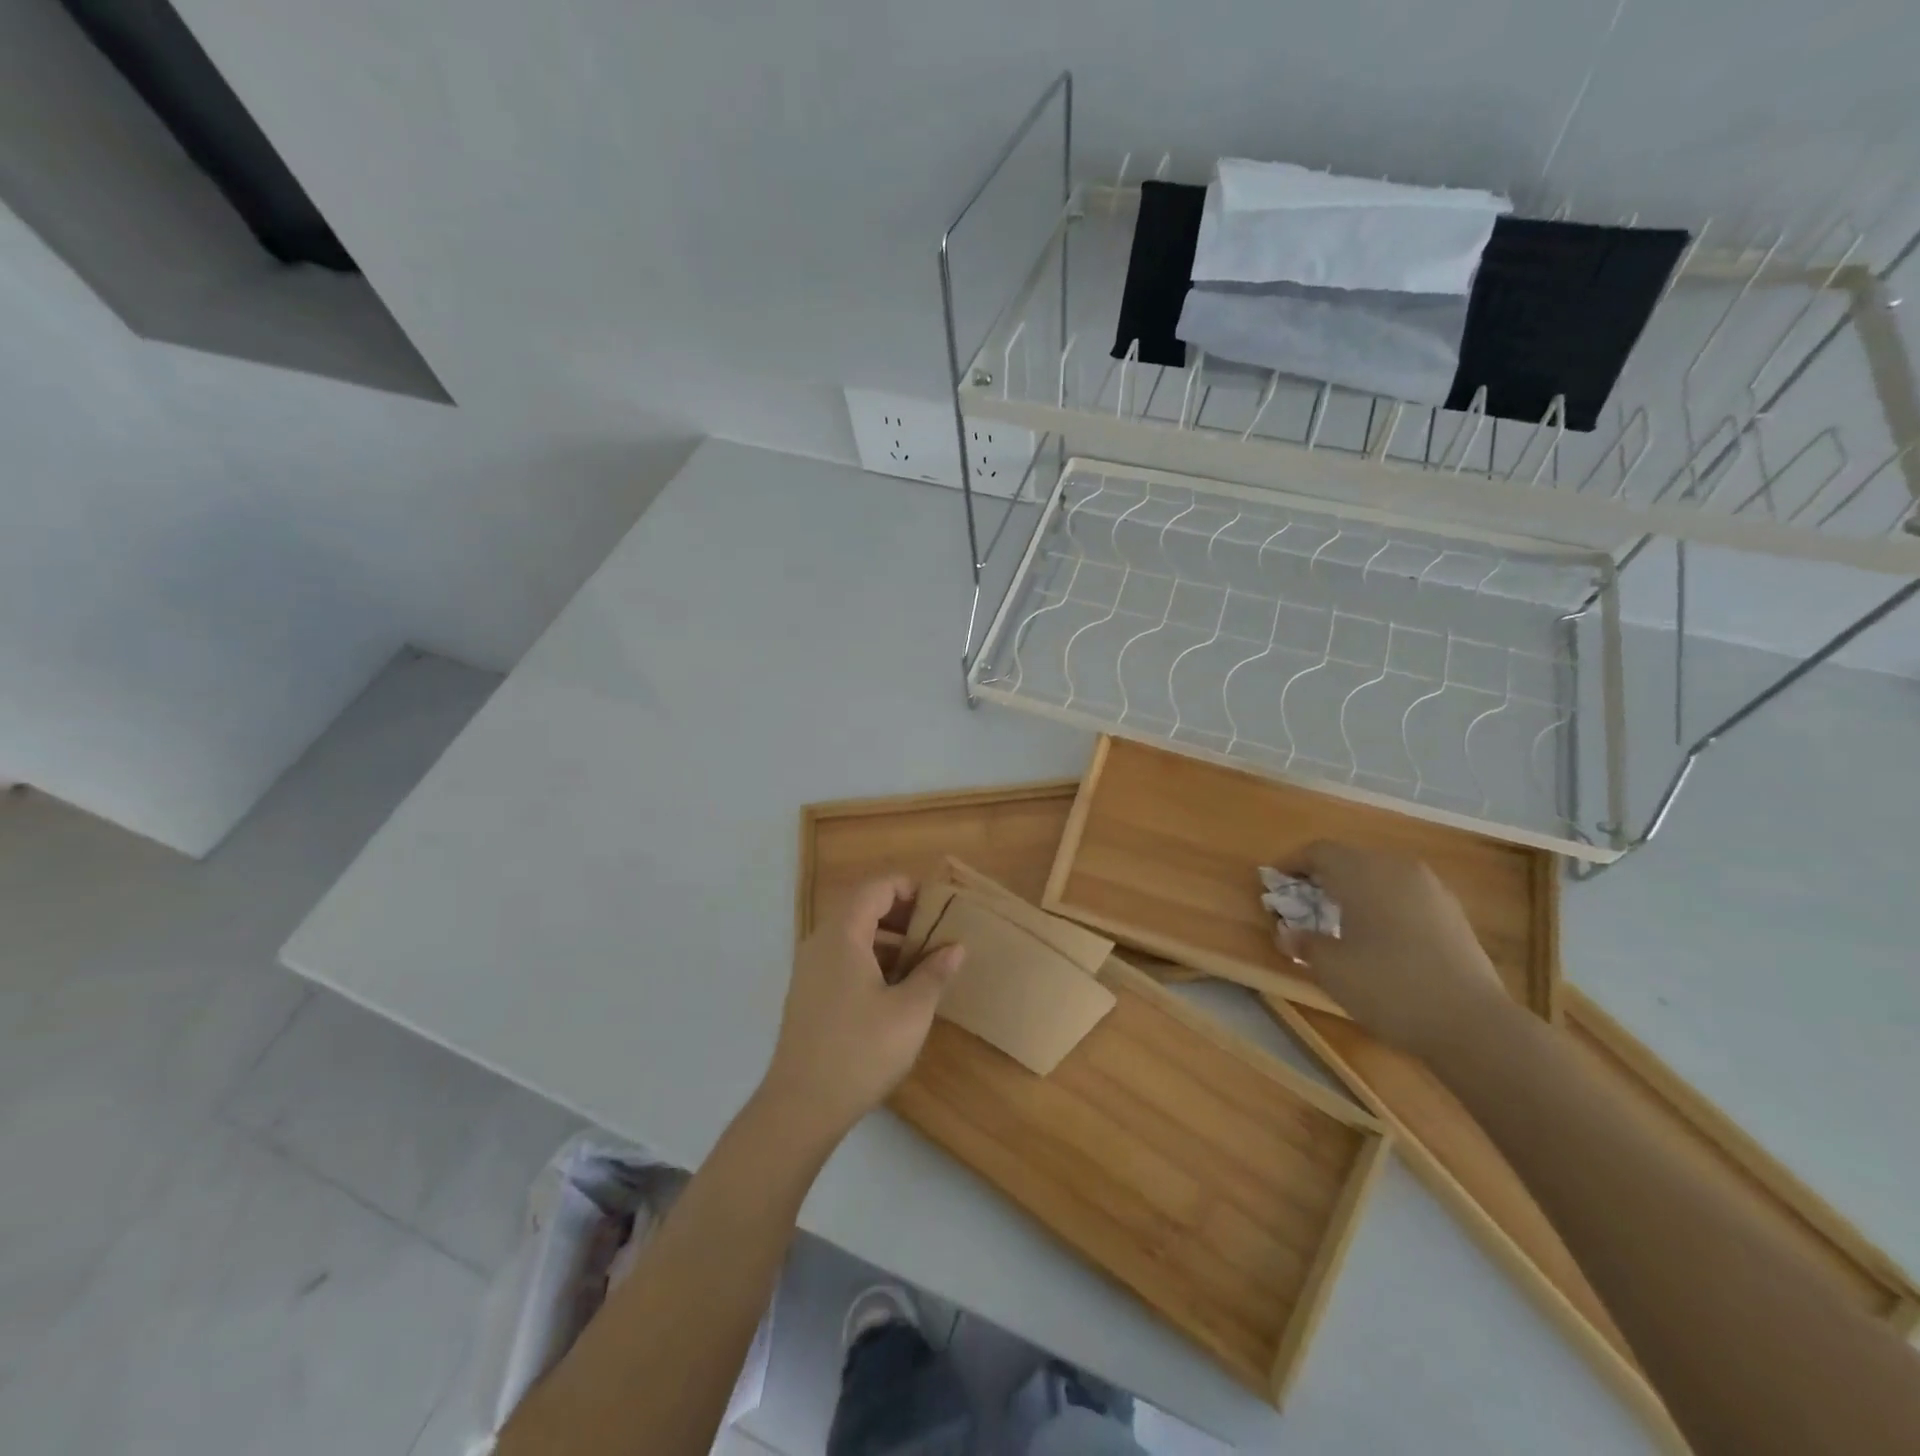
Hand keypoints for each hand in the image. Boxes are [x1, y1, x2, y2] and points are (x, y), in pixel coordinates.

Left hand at [758, 876, 964, 1145]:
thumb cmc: (861, 1051)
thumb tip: (955, 947)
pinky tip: (894, 987)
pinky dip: (870, 958)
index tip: (939, 905)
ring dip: (886, 938)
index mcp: (843, 934)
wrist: (801, 1106)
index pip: (876, 888)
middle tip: (935, 931)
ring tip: (921, 960)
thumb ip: (934, 973)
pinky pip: (841, 958)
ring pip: (851, 934)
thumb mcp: (910, 1011)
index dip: (909, 888)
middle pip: (861, 907)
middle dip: (900, 913)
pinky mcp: (808, 993)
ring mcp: (809, 968)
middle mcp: (820, 942)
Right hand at [1279, 841, 1503, 1056]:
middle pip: (1350, 858)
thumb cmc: (1388, 986)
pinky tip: (1378, 934)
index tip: (1274, 881)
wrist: (1472, 1024)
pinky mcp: (1452, 912)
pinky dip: (1383, 903)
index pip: (1319, 852)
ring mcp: (1430, 889)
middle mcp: (1396, 868)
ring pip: (1380, 874)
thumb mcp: (1331, 969)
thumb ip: (1304, 944)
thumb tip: (1288, 934)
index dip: (1292, 863)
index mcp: (1361, 872)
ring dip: (1355, 888)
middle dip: (1323, 875)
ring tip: (1338, 917)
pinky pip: (1404, 894)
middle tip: (1303, 900)